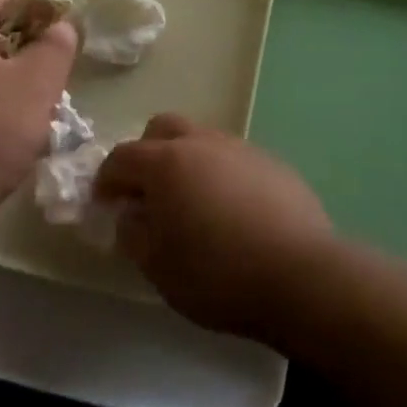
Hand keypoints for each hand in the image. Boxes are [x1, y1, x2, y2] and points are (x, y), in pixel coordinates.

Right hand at [95, 115, 333, 339]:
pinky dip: (221, 175)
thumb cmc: (217, 274)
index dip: (107, 179)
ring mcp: (243, 150)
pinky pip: (235, 160)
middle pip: (163, 129)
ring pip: (203, 141)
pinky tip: (232, 212)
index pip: (122, 157)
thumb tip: (131, 215)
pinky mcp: (275, 166)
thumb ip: (133, 234)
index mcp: (166, 163)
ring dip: (187, 162)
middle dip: (147, 153)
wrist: (302, 278)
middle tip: (147, 191)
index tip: (104, 202)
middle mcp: (203, 144)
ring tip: (193, 203)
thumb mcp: (157, 266)